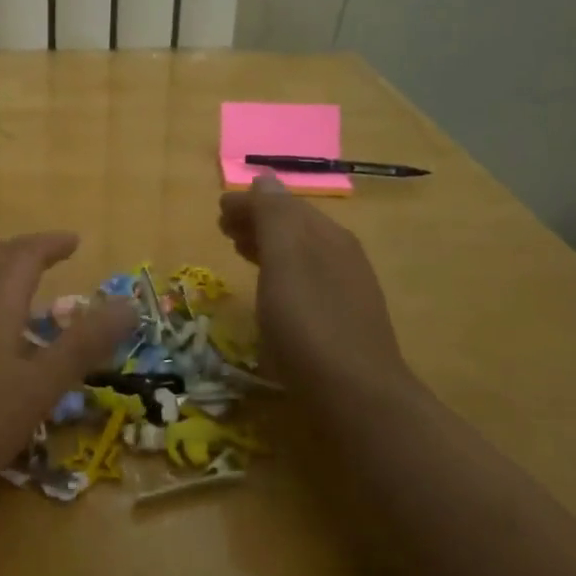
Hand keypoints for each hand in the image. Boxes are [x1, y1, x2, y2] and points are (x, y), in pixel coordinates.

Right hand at [219, 173, 416, 402]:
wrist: (357, 396)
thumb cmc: (309, 324)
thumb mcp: (285, 262)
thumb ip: (273, 217)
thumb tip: (265, 179)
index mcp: (327, 236)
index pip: (283, 205)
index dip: (250, 203)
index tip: (218, 209)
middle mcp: (341, 255)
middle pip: (294, 227)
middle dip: (258, 222)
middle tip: (223, 228)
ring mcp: (346, 289)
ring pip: (300, 254)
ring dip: (267, 246)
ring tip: (239, 251)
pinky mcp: (343, 320)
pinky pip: (305, 280)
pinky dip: (280, 272)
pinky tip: (271, 290)